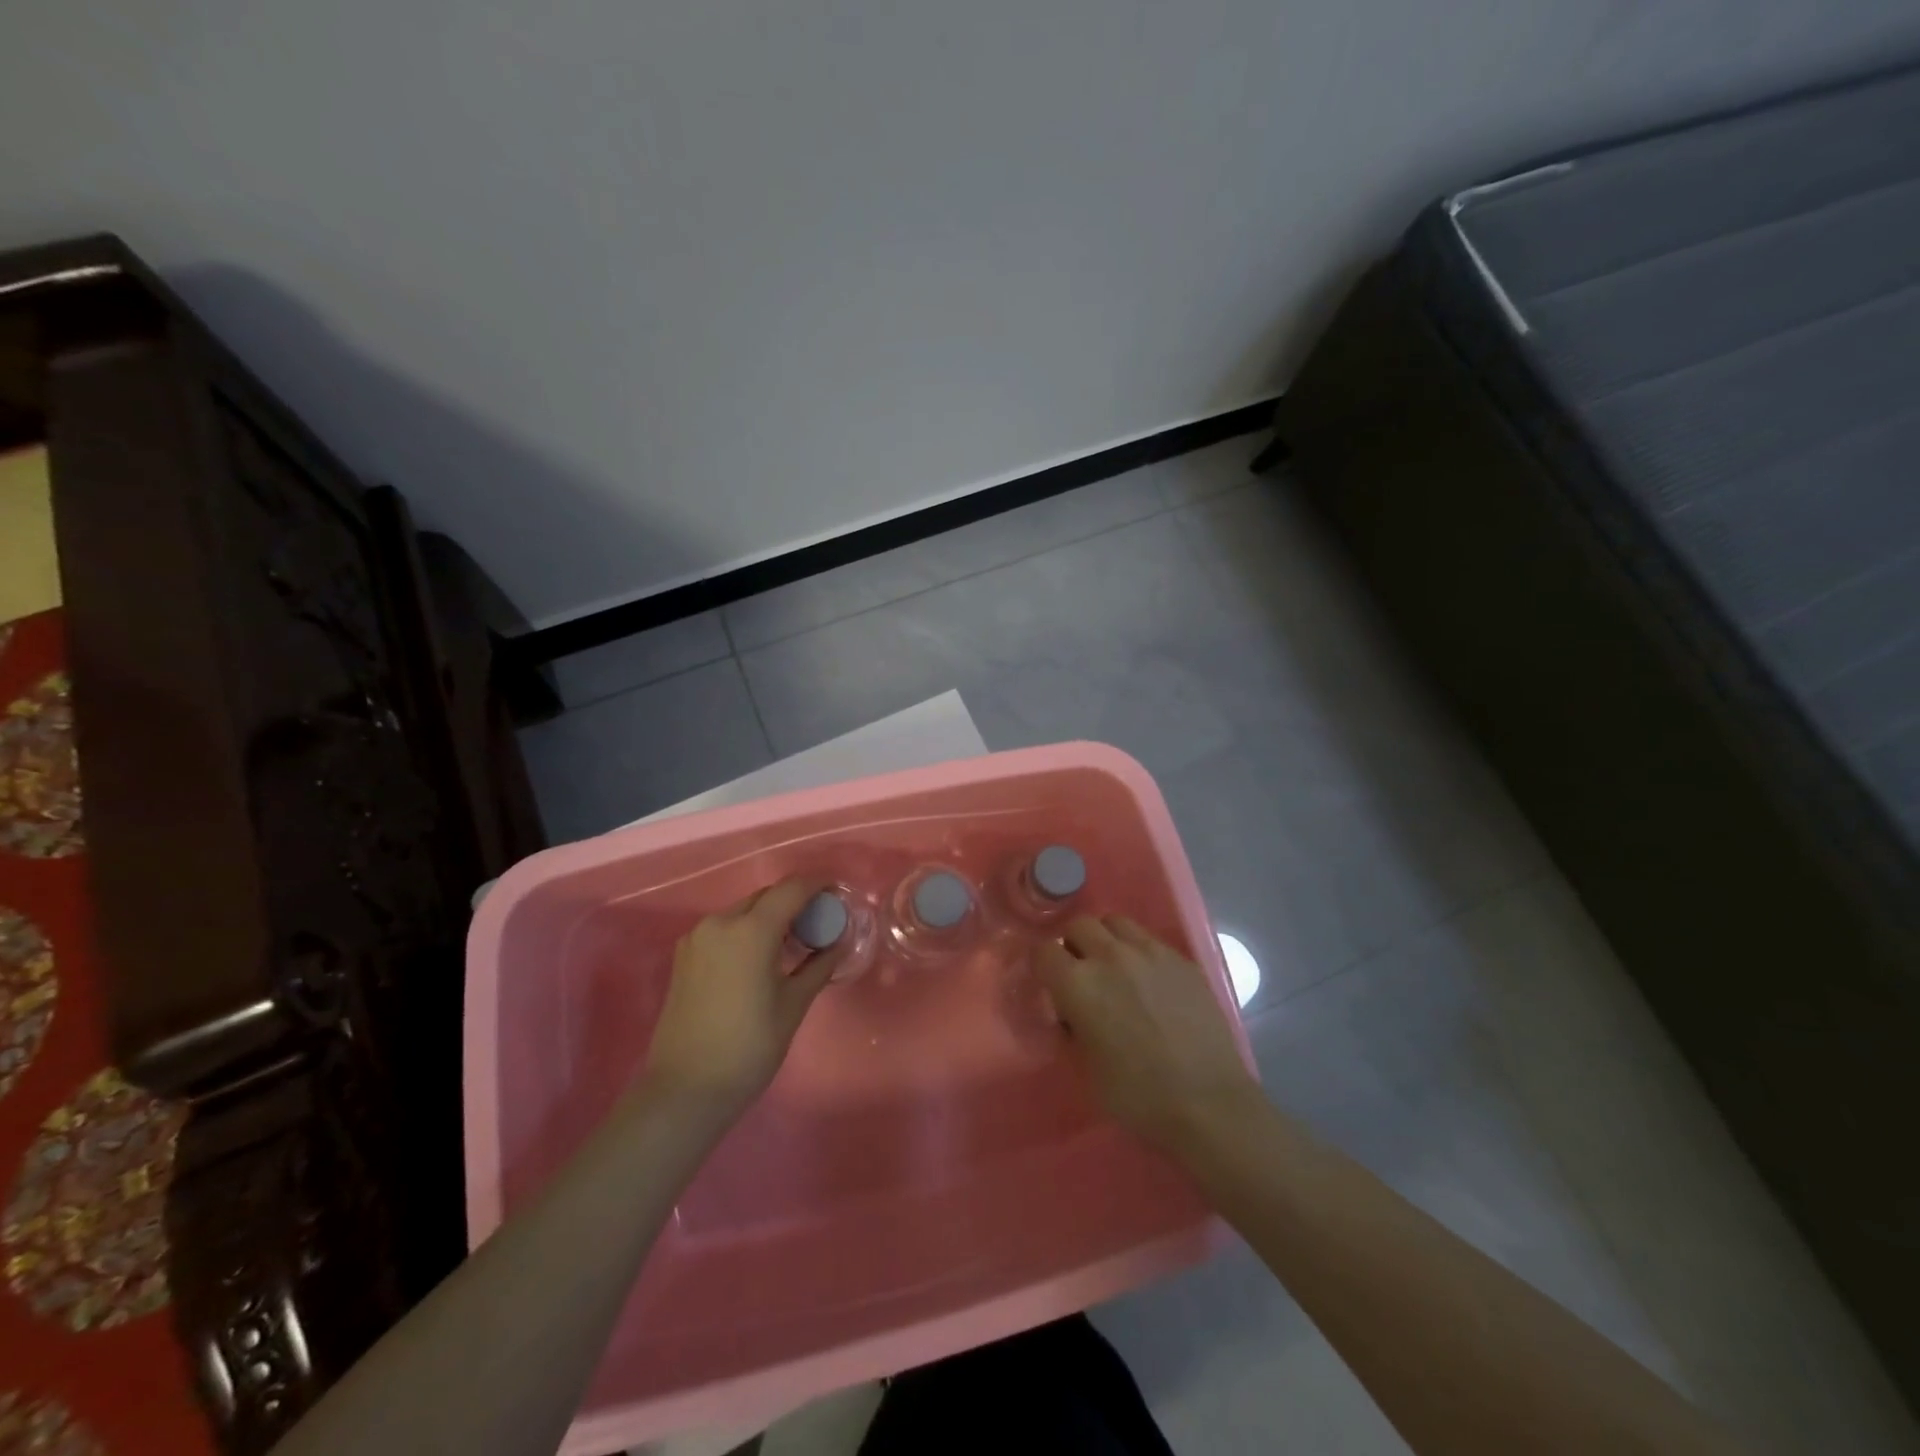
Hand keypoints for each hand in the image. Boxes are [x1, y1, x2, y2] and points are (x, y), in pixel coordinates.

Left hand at [638, 877, 844, 1128]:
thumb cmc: (748, 1048)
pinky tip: (761, 958)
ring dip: (769, 917)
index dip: (817, 884)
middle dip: (794, 902)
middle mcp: (720, 923)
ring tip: (792, 943)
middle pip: (766, 897)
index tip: (837, 892)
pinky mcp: (684, 956)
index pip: (791, 889)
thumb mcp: (793, 1006)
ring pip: (743, 912)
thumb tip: (838, 943)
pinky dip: (747, 931)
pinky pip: (724, 929)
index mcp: (751, 931)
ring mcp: (697, 938)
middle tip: (819, 923)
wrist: (685, 1090)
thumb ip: (818, 966)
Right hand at [1036, 916, 1259, 1152]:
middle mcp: (1111, 956)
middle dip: (1074, 944)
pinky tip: (1150, 982)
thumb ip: (1071, 1027)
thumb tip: (1071, 1012)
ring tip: (1115, 968)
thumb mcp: (1085, 1068)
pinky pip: (1150, 940)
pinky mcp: (1182, 960)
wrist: (1209, 1104)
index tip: (1050, 983)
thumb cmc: (1137, 1096)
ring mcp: (1150, 952)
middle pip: (1079, 925)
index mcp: (1078, 983)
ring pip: (1116, 923)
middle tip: (1082, 973)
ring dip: (1107, 939)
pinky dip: (1140, 952)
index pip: (1044, 951)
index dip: (1043, 966)